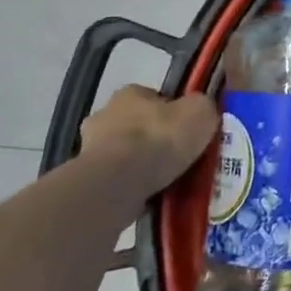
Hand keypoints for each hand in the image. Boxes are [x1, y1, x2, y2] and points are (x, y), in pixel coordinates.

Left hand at [81, 85, 217, 194]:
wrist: (118, 183)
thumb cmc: (160, 139)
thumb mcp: (200, 112)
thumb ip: (202, 107)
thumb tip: (200, 112)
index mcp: (129, 93)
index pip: (154, 98)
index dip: (173, 113)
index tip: (187, 130)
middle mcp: (104, 115)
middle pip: (136, 125)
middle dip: (153, 139)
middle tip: (177, 157)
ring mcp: (89, 150)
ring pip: (124, 155)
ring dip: (140, 165)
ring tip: (167, 182)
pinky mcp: (87, 180)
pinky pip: (116, 181)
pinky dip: (131, 187)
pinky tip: (150, 197)